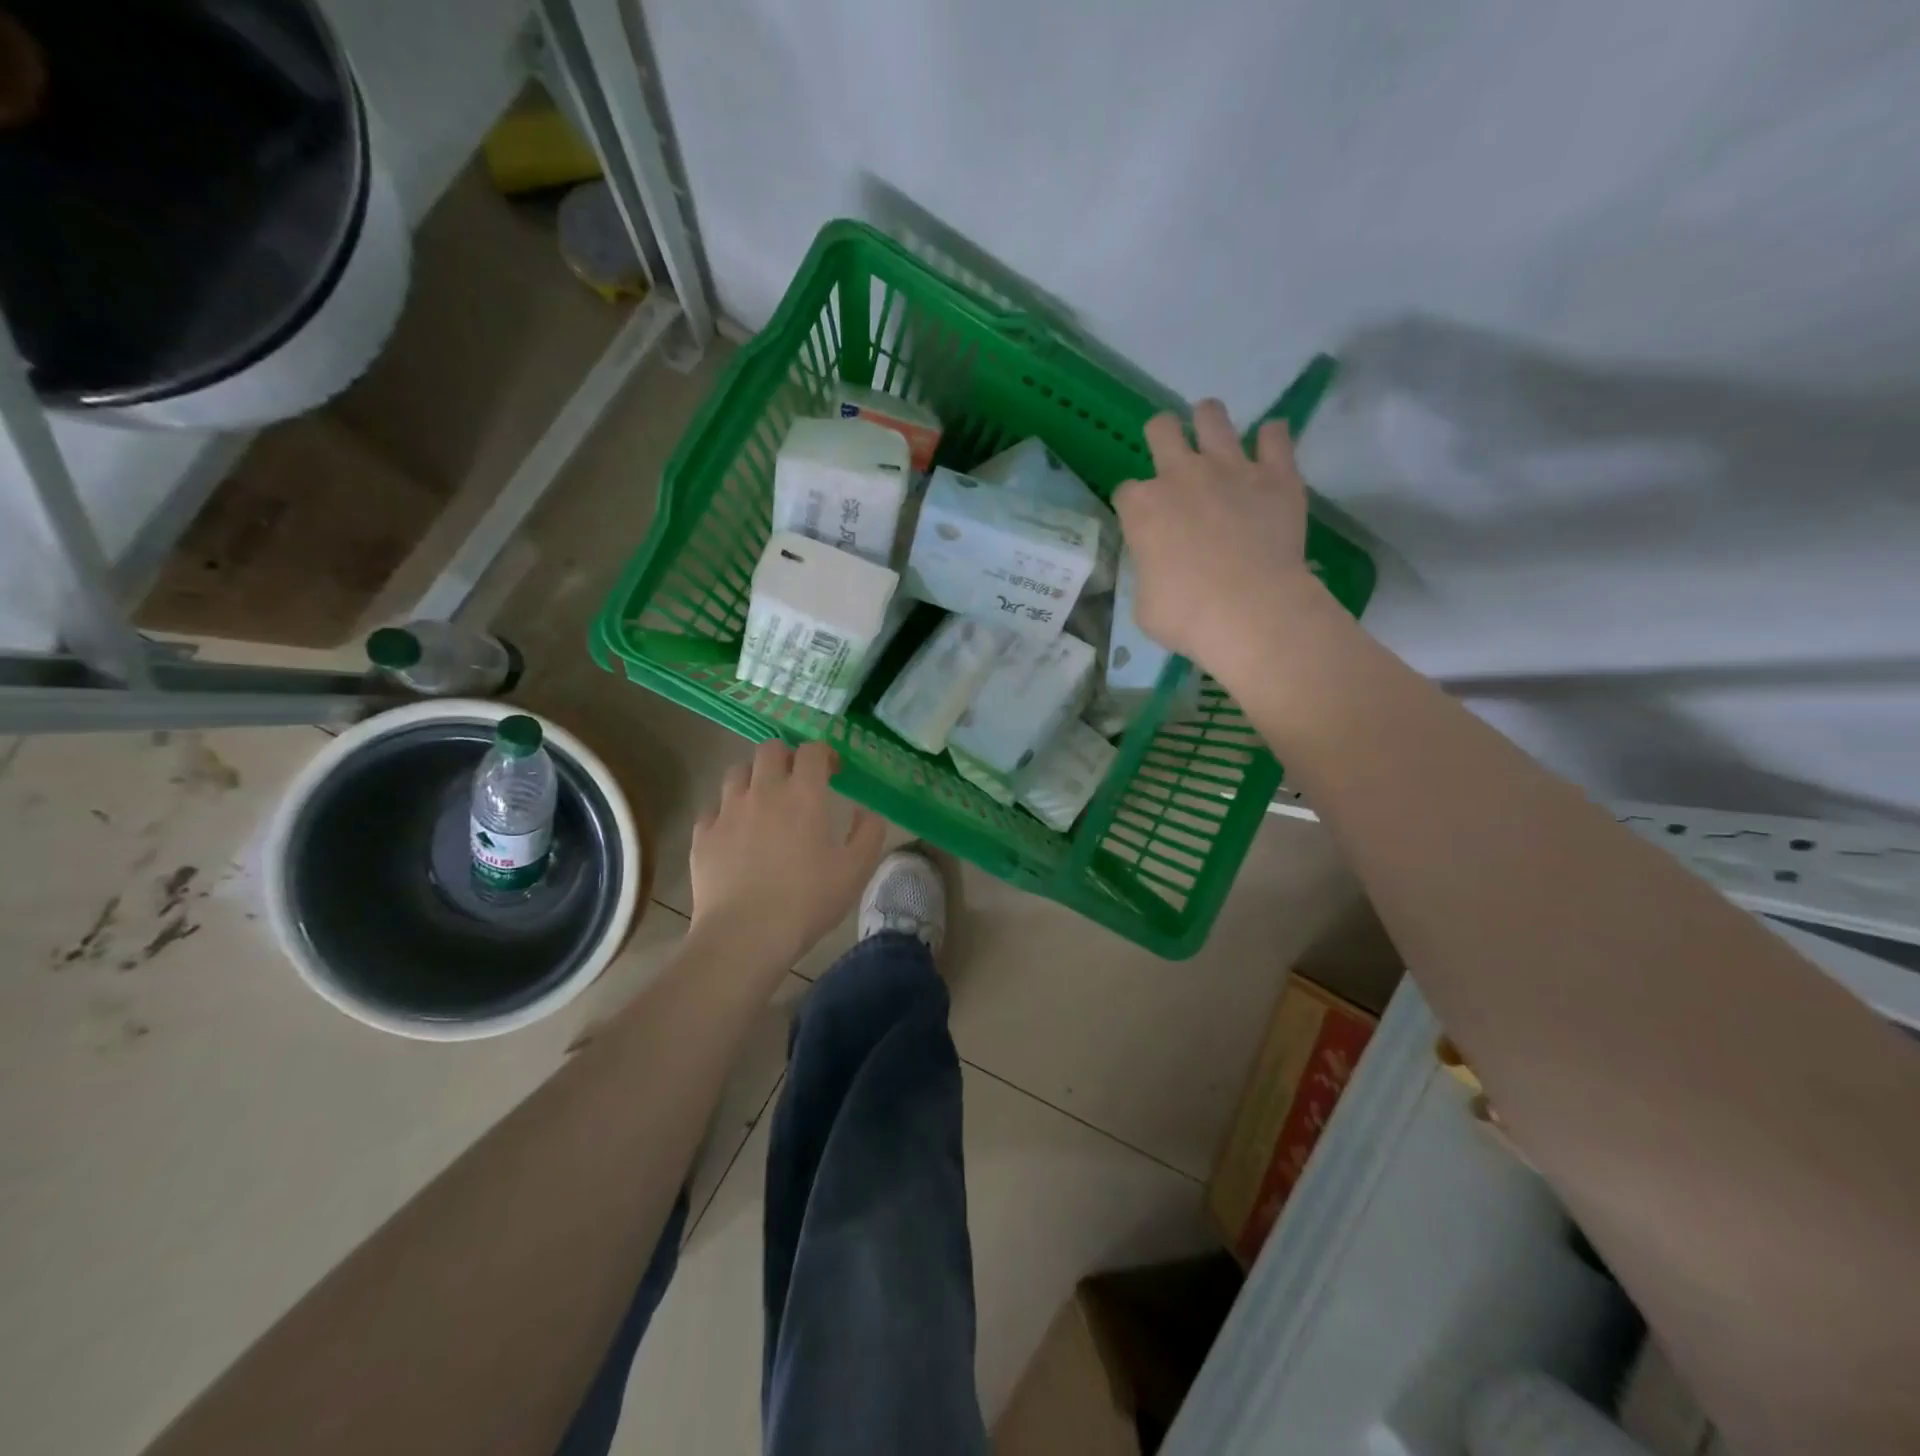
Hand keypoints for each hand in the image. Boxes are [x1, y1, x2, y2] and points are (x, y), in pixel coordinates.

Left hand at [689, 740, 887, 971]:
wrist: (745, 935)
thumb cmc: (807, 900)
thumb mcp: (855, 870)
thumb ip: (869, 833)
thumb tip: (866, 811)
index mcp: (804, 794)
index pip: (812, 751)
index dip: (825, 754)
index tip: (833, 772)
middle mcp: (764, 791)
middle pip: (770, 749)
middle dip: (786, 756)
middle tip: (797, 779)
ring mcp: (728, 810)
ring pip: (737, 772)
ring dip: (754, 777)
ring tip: (763, 801)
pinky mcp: (703, 834)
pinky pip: (713, 808)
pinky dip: (726, 812)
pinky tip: (735, 833)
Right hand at [1112, 400, 1324, 687]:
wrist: (1251, 612)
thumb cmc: (1186, 616)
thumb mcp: (1145, 603)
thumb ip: (1148, 572)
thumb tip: (1158, 569)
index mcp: (1142, 508)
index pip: (1125, 491)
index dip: (1133, 505)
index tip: (1143, 521)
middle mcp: (1181, 475)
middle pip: (1161, 429)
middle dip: (1161, 436)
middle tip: (1171, 455)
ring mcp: (1230, 468)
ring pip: (1212, 415)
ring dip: (1209, 421)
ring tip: (1213, 435)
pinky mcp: (1276, 474)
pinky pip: (1275, 435)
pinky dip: (1271, 439)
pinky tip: (1270, 449)